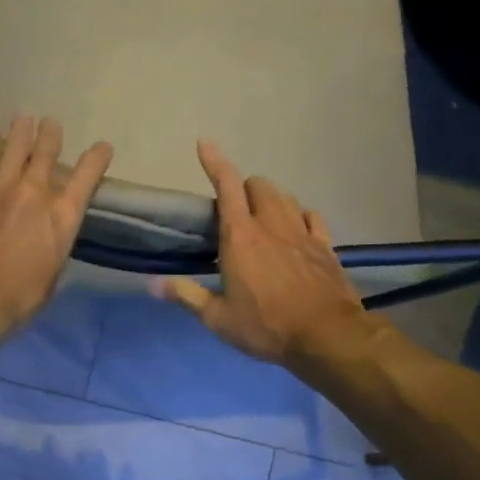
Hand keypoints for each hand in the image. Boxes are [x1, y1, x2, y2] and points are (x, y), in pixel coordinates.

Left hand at [0, 114, 113, 346]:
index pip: (88, 177)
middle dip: (52, 135)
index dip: (97, 158)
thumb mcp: (51, 278)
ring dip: (23, 129)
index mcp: (63, 217)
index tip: (102, 147)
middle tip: (52, 124)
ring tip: (26, 117)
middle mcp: (37, 192)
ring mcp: (2, 186)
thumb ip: (53, 251)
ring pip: (17, 146)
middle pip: (48, 152)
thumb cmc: (18, 298)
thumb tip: (49, 244)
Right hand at [151, 140, 366, 364]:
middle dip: (245, 188)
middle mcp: (272, 225)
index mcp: (241, 237)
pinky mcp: (325, 246)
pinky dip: (300, 216)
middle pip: (260, 185)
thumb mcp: (218, 319)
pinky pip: (312, 217)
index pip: (227, 186)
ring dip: (271, 200)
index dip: (215, 162)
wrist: (326, 336)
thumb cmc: (266, 327)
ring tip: (263, 218)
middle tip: (234, 209)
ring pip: (286, 197)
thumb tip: (152, 284)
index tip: (205, 143)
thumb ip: (187, 296)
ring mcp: (303, 233)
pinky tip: (297, 229)